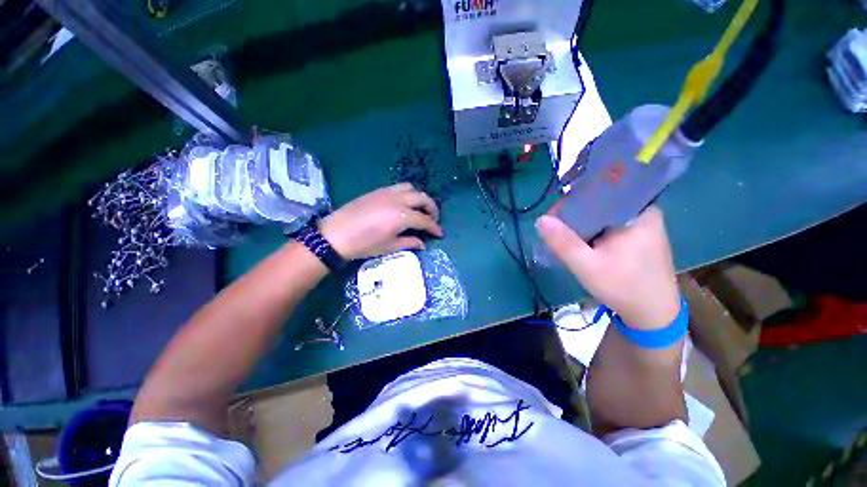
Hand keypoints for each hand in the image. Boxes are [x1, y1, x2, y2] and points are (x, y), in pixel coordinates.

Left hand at [320, 183, 442, 259]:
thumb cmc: (364, 244)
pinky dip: (407, 194)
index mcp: (402, 216)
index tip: (440, 233)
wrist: (336, 234)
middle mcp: (398, 200)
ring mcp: (387, 193)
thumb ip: (409, 243)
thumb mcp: (389, 247)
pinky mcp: (378, 191)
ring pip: (411, 188)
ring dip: (419, 197)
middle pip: (422, 198)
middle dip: (432, 208)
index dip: (434, 227)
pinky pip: (398, 187)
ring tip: (419, 209)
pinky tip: (403, 204)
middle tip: (433, 219)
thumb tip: (422, 243)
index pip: (425, 220)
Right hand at [535, 206, 679, 329]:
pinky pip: (609, 225)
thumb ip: (563, 242)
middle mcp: (643, 213)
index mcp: (638, 213)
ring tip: (565, 237)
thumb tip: (540, 219)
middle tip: (556, 230)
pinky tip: (581, 243)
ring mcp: (642, 225)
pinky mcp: (638, 237)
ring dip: (582, 224)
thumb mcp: (587, 266)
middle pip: (600, 204)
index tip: (553, 217)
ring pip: (603, 215)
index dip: (571, 202)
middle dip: (574, 215)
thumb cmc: (623, 288)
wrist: (653, 315)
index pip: (598, 194)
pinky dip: (592, 231)